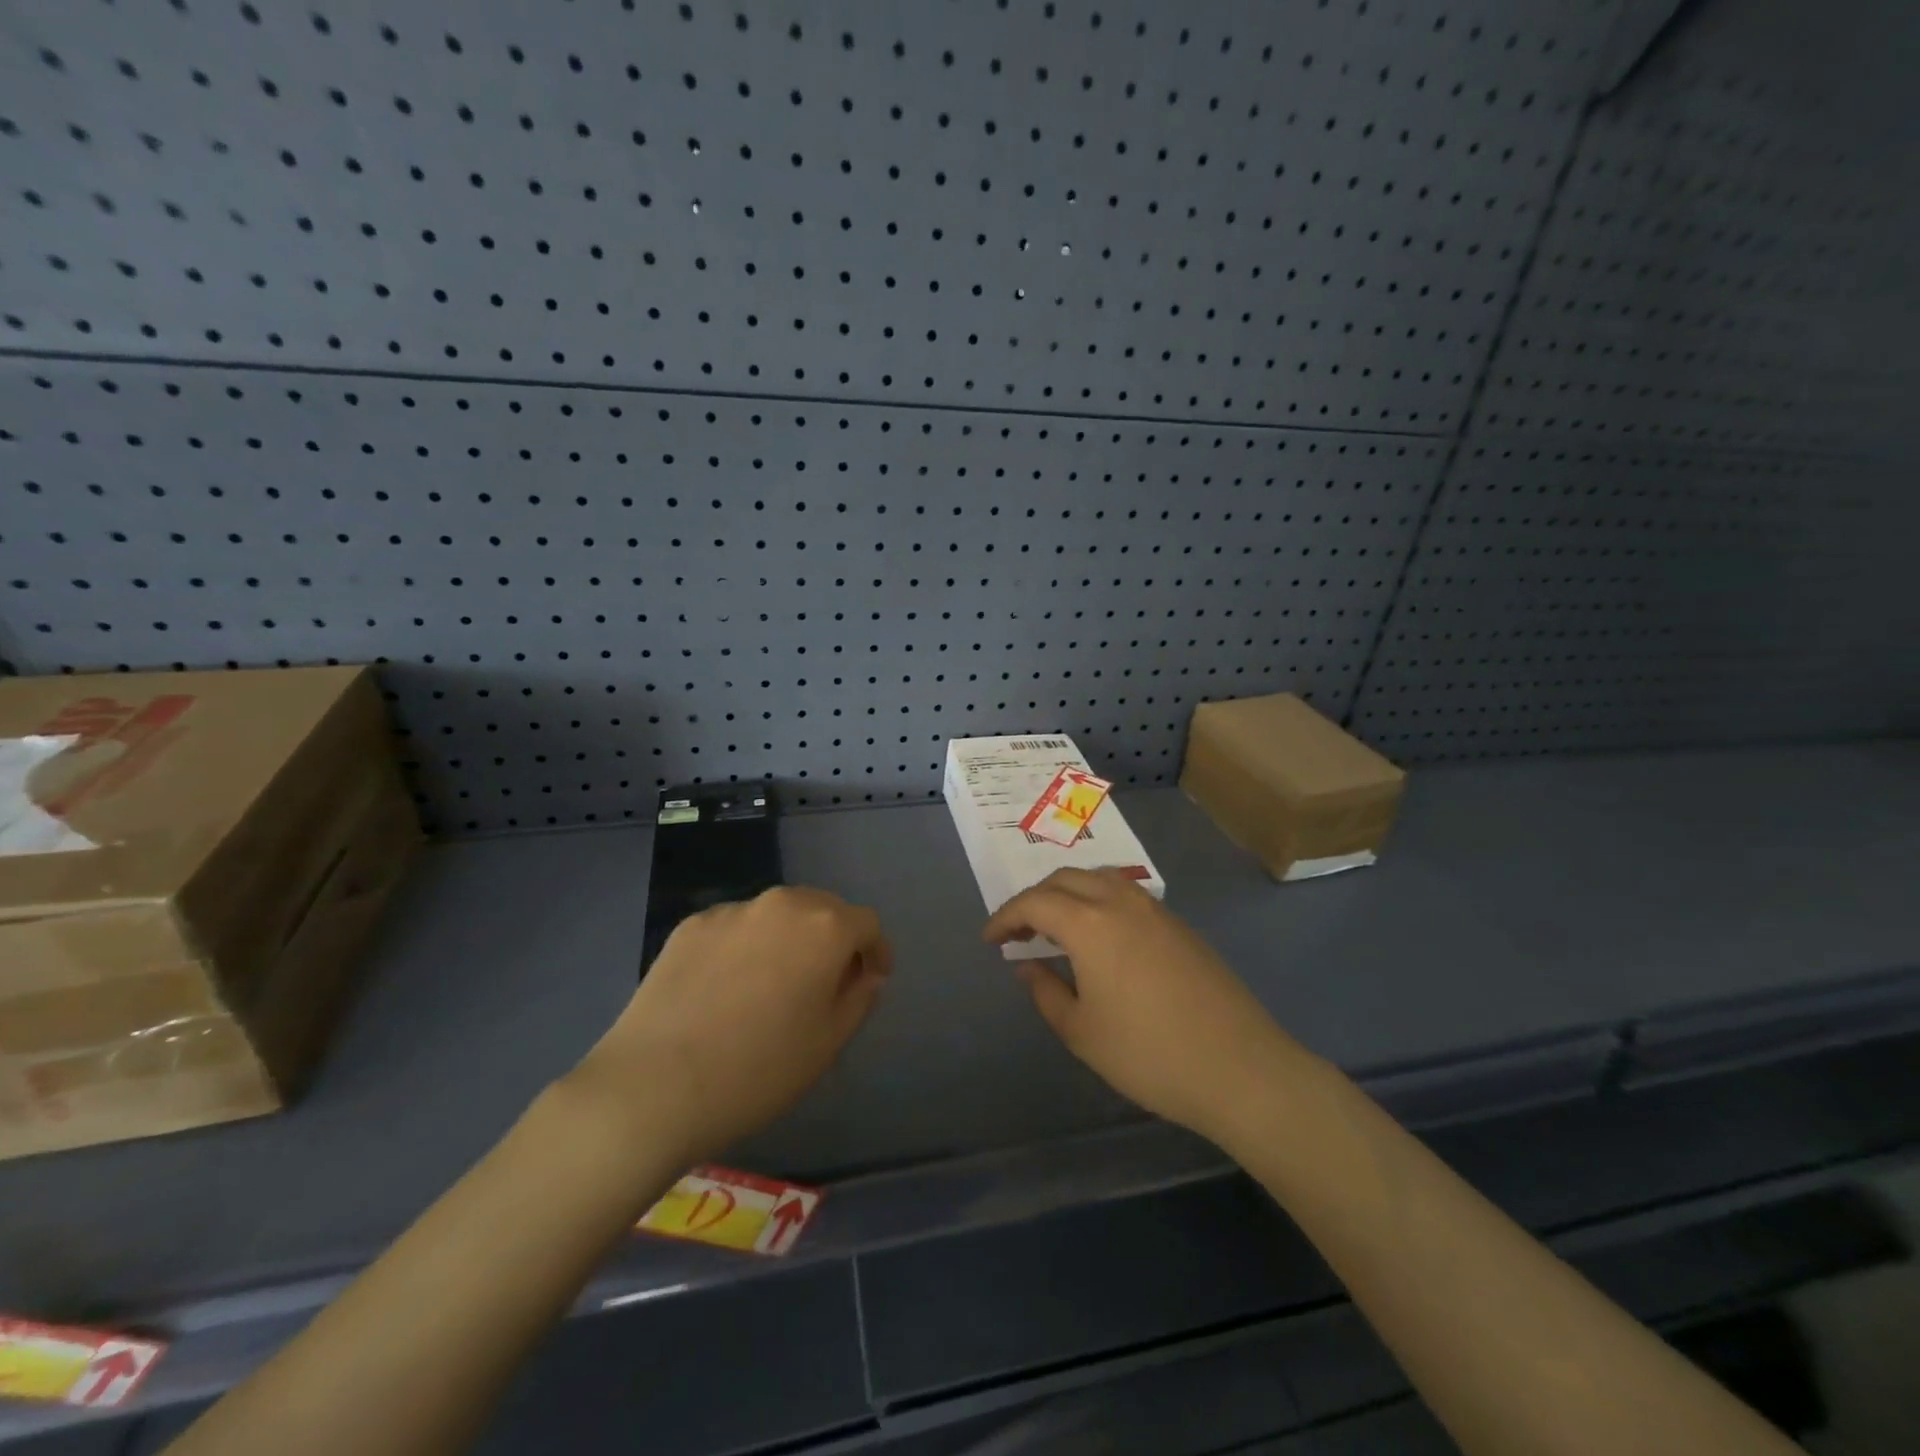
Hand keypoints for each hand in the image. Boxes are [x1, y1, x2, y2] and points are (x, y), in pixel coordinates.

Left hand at [575, 886, 890, 1163]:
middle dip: (834, 938)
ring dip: (788, 939)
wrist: (654, 1086)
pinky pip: (735, 928)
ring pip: (776, 915)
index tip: (871, 979)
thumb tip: (865, 974)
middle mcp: (782, 904)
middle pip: (822, 908)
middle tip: (826, 981)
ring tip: (773, 984)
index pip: (867, 923)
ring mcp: (732, 911)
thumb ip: (859, 998)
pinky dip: (745, 947)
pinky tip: (727, 989)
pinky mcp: (691, 926)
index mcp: (824, 927)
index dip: (876, 950)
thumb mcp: (828, 1043)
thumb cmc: (758, 1070)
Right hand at [984, 869, 1301, 1146]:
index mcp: (1090, 923)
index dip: (1006, 916)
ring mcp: (1155, 910)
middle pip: (1066, 879)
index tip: (989, 939)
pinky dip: (1098, 900)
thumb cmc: (1149, 1055)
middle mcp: (1120, 902)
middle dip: (1034, 898)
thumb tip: (1026, 965)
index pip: (1035, 902)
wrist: (1240, 1068)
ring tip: (1056, 927)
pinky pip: (1126, 894)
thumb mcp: (1082, 1032)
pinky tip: (1099, 935)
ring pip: (1099, 878)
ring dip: (1068, 893)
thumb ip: (1045, 992)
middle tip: (1019, 931)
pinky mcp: (1179, 925)